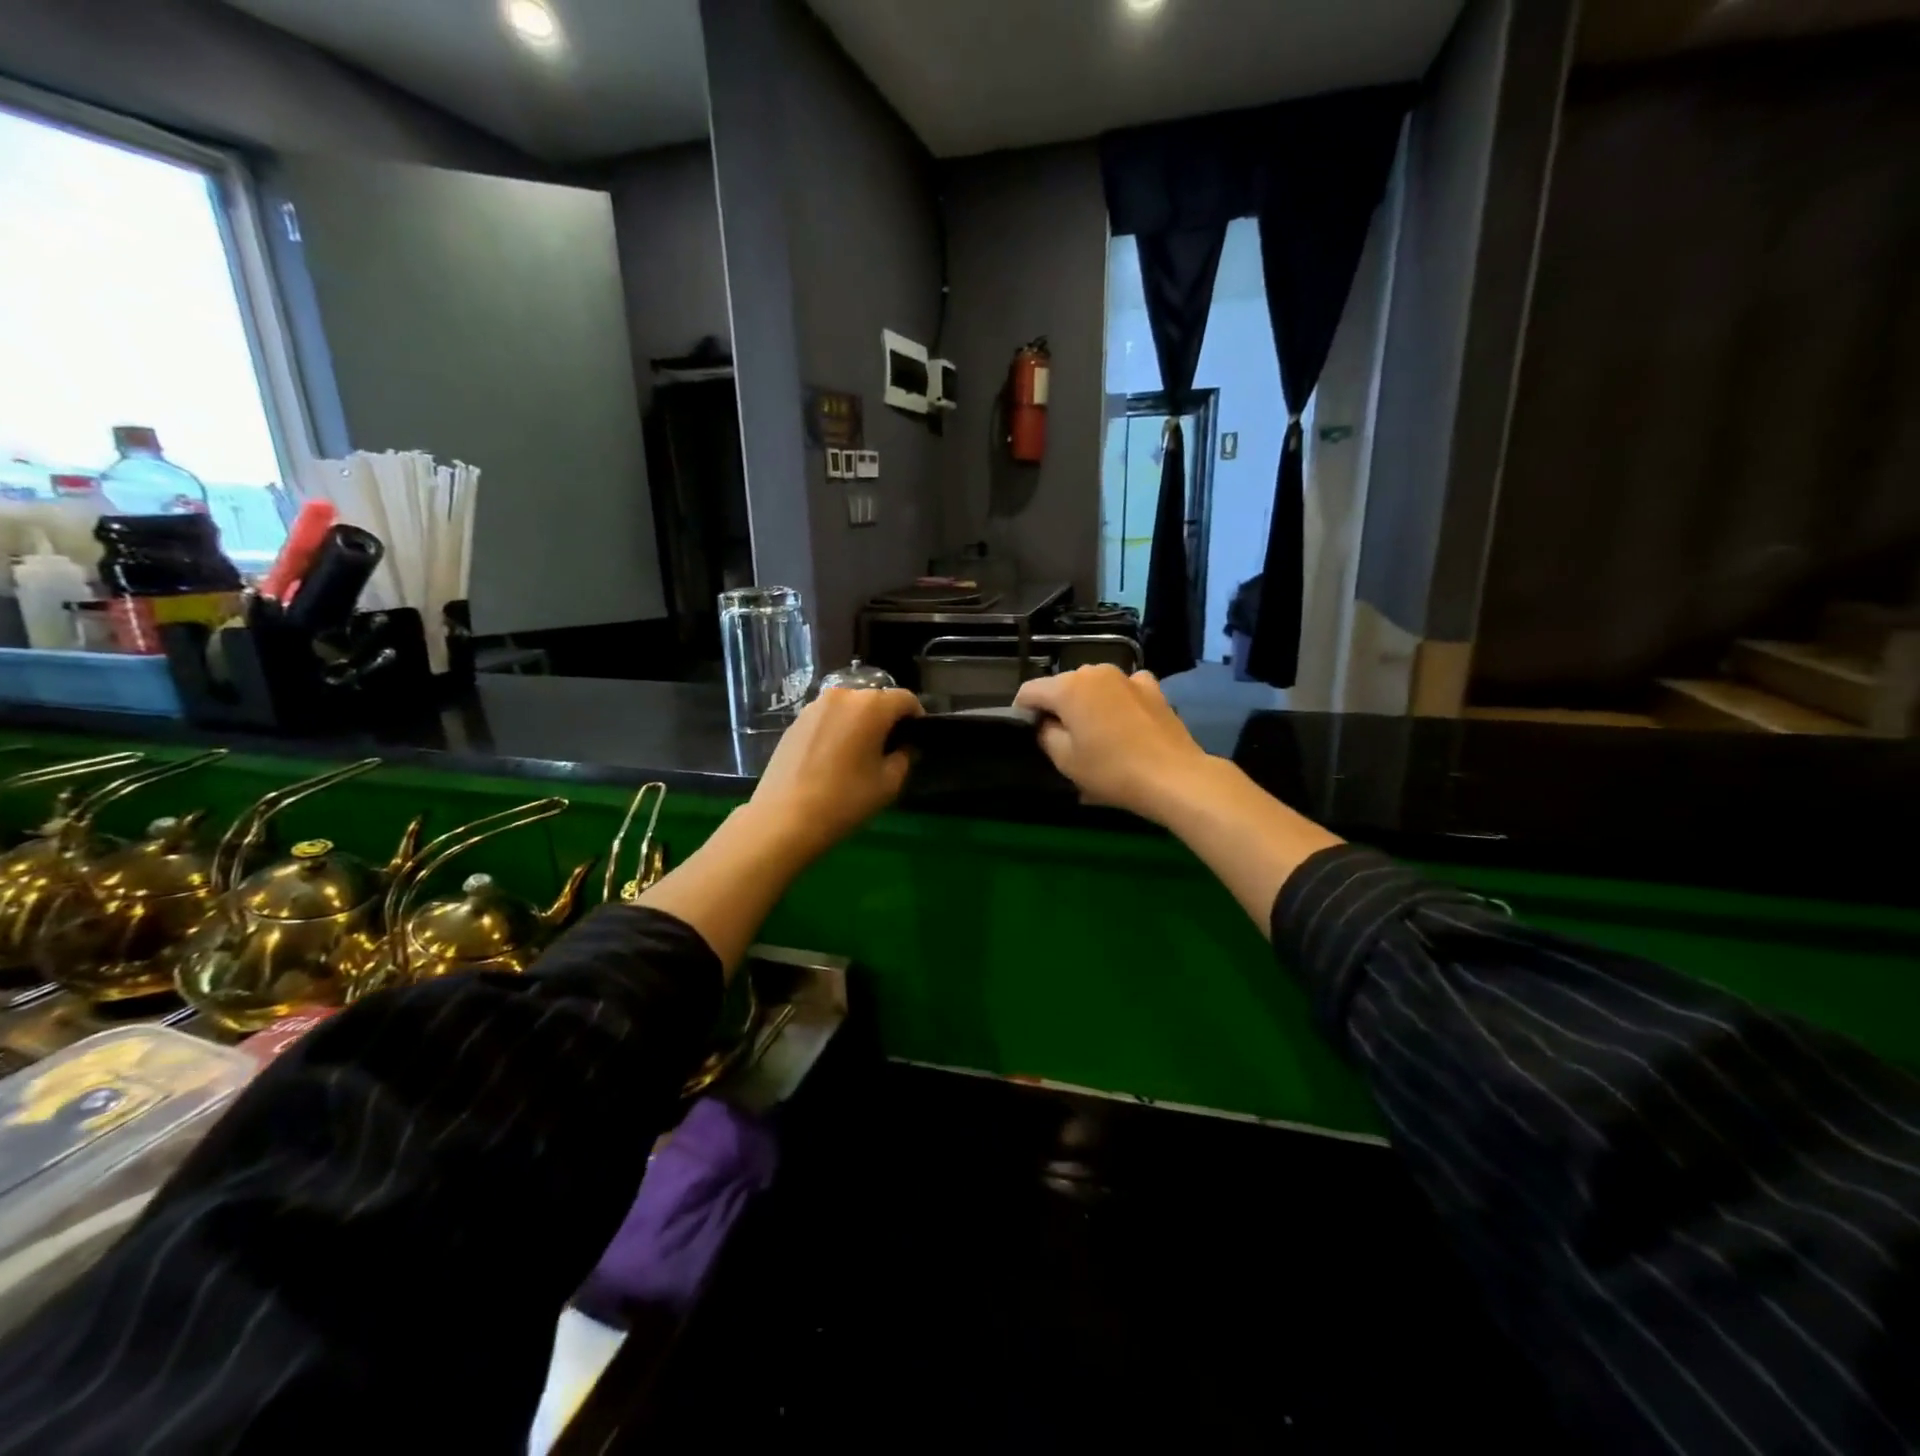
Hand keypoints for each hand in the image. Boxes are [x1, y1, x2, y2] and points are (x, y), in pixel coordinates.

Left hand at [747, 687, 922, 856]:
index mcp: (872, 705)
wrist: (785, 817)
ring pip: (850, 708)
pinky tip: (833, 759)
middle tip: (888, 750)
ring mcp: (815, 706)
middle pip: (876, 700)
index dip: (916, 718)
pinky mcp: (796, 720)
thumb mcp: (890, 783)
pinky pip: (828, 718)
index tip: (915, 741)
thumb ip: (905, 756)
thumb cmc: (846, 799)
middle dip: (886, 720)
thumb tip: (903, 746)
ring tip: (858, 755)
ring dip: (860, 724)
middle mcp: (843, 695)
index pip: (905, 699)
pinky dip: (838, 730)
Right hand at [1013, 665, 1214, 823]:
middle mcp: (1095, 671)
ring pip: (1093, 686)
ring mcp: (1127, 676)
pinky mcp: (1153, 688)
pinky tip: (1124, 723)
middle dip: (1057, 708)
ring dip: (1087, 704)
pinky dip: (1116, 701)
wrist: (1174, 777)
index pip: (1029, 691)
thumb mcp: (1065, 760)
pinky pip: (1122, 690)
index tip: (1027, 735)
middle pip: (1062, 686)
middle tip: (1062, 740)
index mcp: (1068, 687)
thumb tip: (1045, 723)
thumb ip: (1044, 734)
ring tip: (1095, 733)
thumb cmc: (1112, 770)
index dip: (1022, 712)